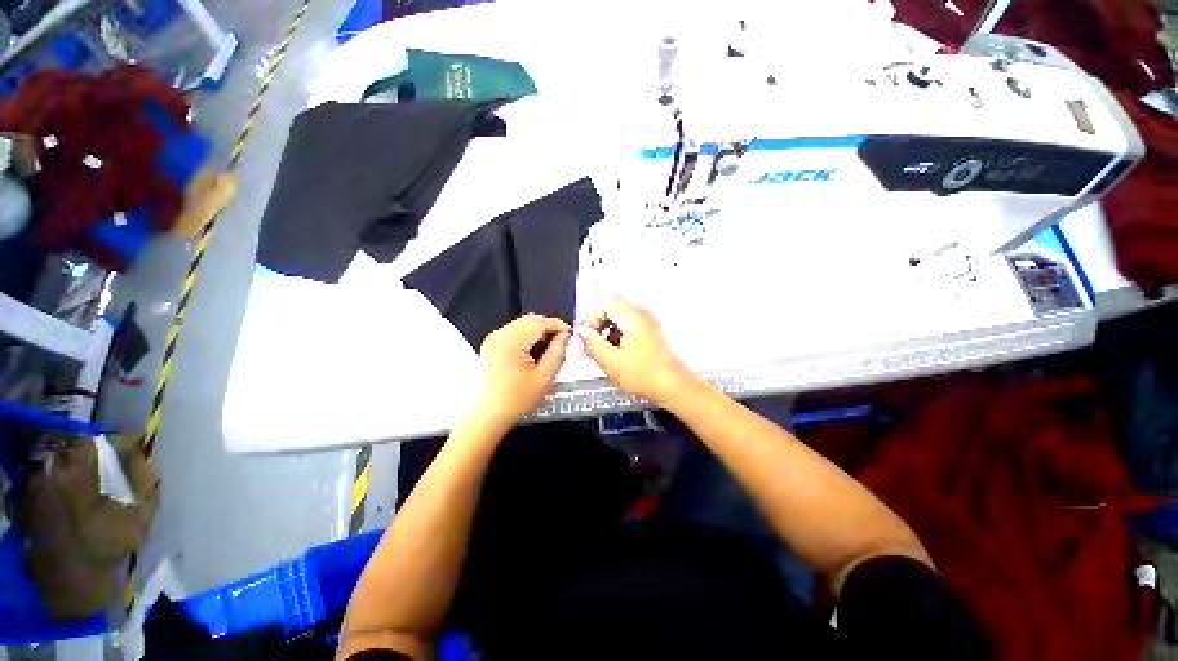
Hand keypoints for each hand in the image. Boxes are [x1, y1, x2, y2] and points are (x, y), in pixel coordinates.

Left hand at [476, 314, 571, 422]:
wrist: (486, 417)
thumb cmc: (515, 401)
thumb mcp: (544, 378)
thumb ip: (557, 353)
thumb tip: (565, 337)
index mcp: (511, 342)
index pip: (539, 322)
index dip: (558, 325)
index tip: (570, 333)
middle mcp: (499, 335)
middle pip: (529, 320)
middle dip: (548, 326)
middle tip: (563, 340)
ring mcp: (493, 340)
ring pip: (522, 324)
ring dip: (538, 331)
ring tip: (551, 346)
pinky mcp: (491, 346)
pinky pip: (513, 332)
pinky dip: (527, 336)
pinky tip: (535, 351)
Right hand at [578, 296, 693, 403]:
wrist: (673, 387)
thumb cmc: (645, 375)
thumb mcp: (611, 361)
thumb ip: (593, 344)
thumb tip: (583, 332)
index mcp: (632, 318)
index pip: (606, 302)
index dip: (592, 316)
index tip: (587, 334)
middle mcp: (642, 315)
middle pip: (613, 307)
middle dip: (599, 323)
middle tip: (592, 342)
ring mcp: (648, 323)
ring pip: (621, 316)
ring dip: (608, 330)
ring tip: (604, 350)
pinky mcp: (651, 333)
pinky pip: (629, 325)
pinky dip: (619, 335)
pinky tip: (617, 353)